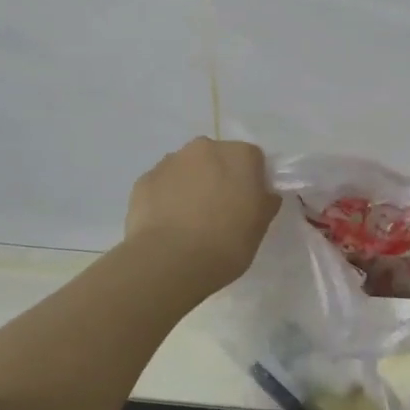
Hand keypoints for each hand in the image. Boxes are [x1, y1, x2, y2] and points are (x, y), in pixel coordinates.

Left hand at [125, 138, 280, 288]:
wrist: (170, 261)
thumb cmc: (226, 243)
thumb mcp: (260, 227)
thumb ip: (265, 202)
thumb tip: (263, 194)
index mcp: (239, 155)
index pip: (253, 159)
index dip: (251, 180)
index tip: (247, 204)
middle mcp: (204, 148)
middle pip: (217, 158)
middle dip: (218, 177)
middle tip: (218, 211)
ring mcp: (170, 161)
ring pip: (187, 169)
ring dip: (190, 185)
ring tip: (188, 221)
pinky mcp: (144, 179)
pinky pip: (162, 185)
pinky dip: (166, 198)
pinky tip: (167, 224)